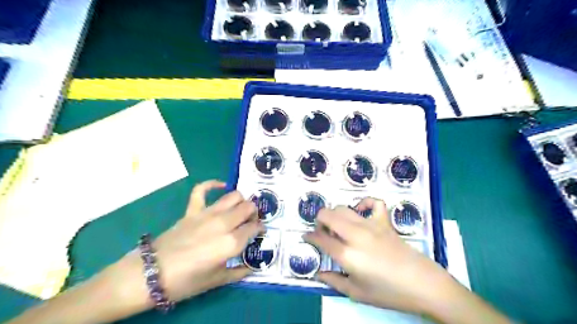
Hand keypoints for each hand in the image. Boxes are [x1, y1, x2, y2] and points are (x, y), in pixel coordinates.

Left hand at [6, 179, 263, 323]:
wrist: (151, 274)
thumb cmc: (186, 281)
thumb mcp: (217, 281)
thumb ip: (239, 272)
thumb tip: (253, 267)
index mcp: (231, 242)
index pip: (254, 227)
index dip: (260, 228)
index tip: (260, 232)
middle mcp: (224, 223)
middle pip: (248, 207)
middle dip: (254, 212)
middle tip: (250, 221)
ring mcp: (207, 213)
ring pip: (234, 196)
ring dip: (241, 200)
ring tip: (240, 208)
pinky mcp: (192, 210)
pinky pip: (202, 189)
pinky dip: (213, 184)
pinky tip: (221, 186)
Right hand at [303, 198, 457, 314]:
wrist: (422, 284)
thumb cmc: (388, 292)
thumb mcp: (357, 293)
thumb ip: (334, 281)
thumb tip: (319, 273)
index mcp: (347, 254)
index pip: (320, 239)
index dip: (310, 237)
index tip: (306, 237)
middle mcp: (355, 235)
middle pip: (328, 215)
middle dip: (319, 220)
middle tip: (322, 231)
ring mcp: (371, 225)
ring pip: (344, 208)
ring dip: (335, 214)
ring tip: (338, 226)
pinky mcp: (384, 221)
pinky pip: (373, 202)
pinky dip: (364, 203)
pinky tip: (361, 212)